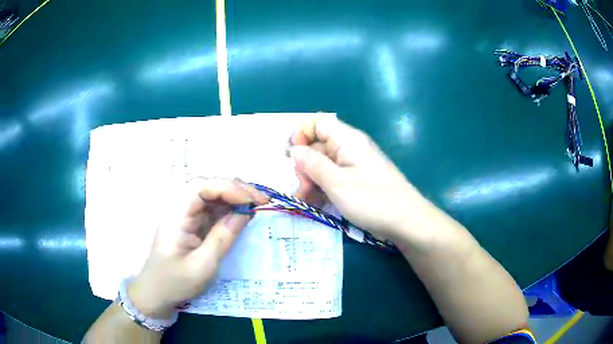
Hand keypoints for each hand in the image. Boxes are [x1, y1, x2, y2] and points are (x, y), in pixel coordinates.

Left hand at [127, 178, 268, 318]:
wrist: (157, 293)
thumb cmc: (176, 281)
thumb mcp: (203, 265)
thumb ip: (223, 237)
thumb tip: (245, 213)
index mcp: (177, 214)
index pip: (202, 187)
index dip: (228, 188)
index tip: (252, 200)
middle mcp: (181, 209)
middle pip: (209, 187)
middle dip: (236, 189)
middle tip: (261, 200)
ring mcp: (187, 216)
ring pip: (213, 196)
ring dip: (235, 197)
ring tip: (257, 204)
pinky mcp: (193, 224)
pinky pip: (213, 210)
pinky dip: (230, 209)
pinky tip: (244, 213)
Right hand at [290, 117, 428, 243]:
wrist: (406, 221)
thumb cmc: (372, 199)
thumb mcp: (337, 182)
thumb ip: (313, 164)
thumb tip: (295, 150)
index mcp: (347, 139)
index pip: (318, 122)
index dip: (301, 134)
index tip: (291, 156)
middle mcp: (350, 148)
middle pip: (318, 146)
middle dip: (304, 165)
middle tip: (300, 188)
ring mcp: (354, 165)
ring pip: (324, 165)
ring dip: (311, 180)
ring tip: (306, 200)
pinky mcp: (357, 181)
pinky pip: (334, 178)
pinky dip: (323, 188)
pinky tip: (317, 203)